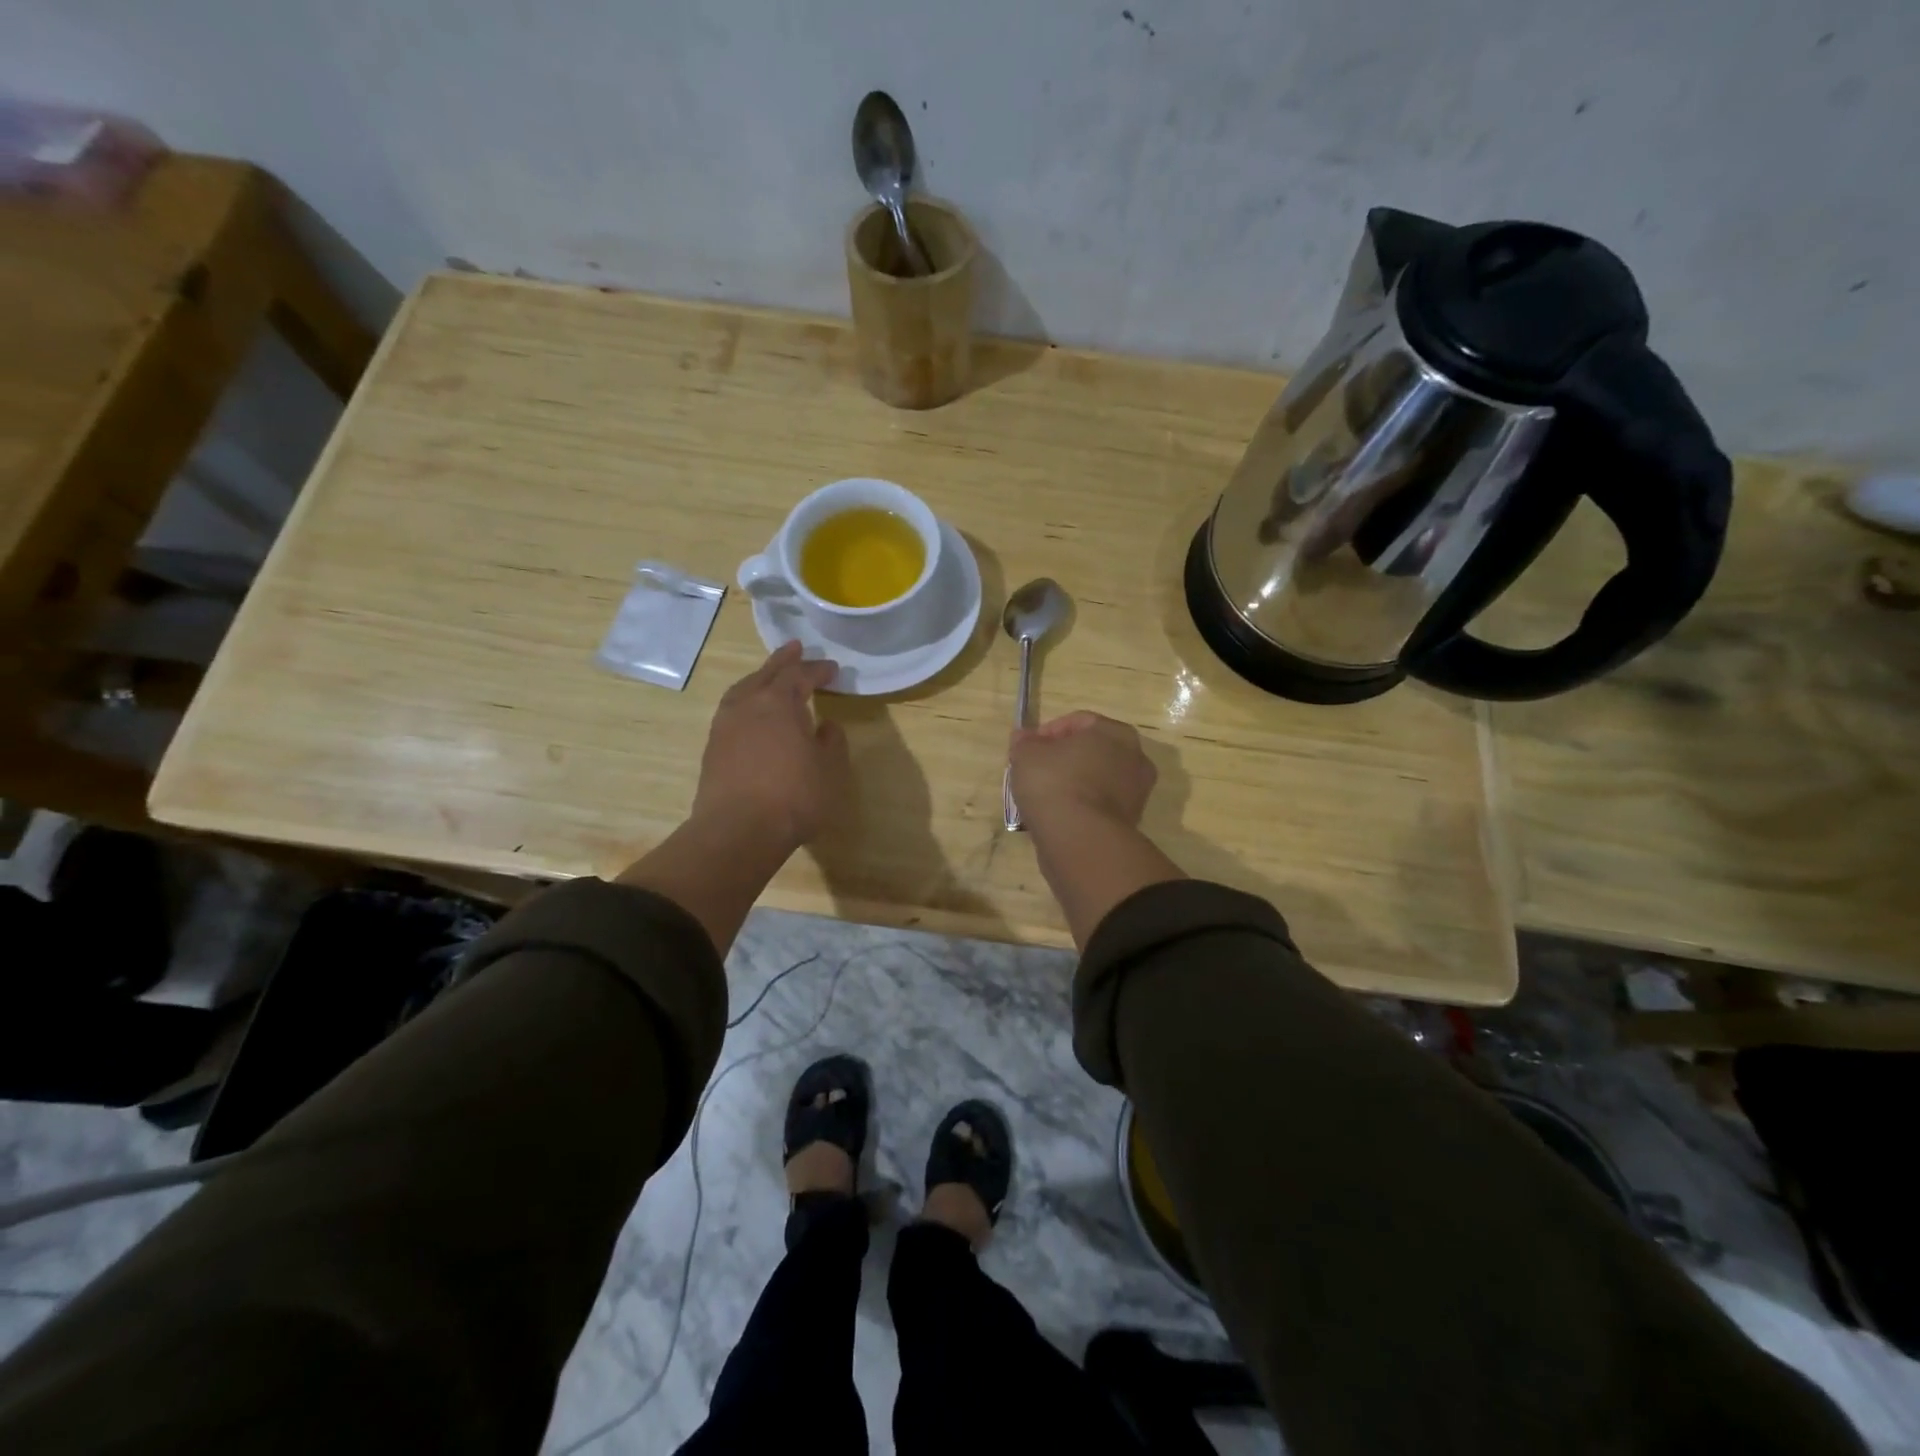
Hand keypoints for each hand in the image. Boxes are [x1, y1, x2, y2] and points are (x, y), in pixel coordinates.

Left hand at [692, 643, 849, 850]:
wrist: (737, 831)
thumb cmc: (793, 796)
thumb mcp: (828, 769)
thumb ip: (830, 742)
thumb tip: (826, 725)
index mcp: (778, 702)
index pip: (800, 675)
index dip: (818, 670)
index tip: (833, 668)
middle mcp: (748, 704)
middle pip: (767, 673)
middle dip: (784, 660)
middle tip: (796, 647)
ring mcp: (725, 725)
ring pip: (744, 689)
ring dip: (760, 678)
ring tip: (770, 676)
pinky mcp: (713, 747)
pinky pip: (732, 709)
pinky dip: (746, 700)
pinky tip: (752, 712)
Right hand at [1009, 711, 1157, 836]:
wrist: (1081, 839)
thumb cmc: (1055, 783)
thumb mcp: (1027, 755)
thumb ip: (1025, 742)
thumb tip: (1023, 737)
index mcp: (1116, 732)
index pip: (1079, 722)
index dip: (1048, 732)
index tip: (1027, 748)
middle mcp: (1135, 758)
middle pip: (1092, 751)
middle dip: (1063, 758)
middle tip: (1036, 770)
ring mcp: (1137, 793)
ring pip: (1097, 780)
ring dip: (1073, 784)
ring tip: (1043, 796)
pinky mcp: (1130, 822)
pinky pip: (1098, 806)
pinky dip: (1081, 807)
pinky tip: (1058, 816)